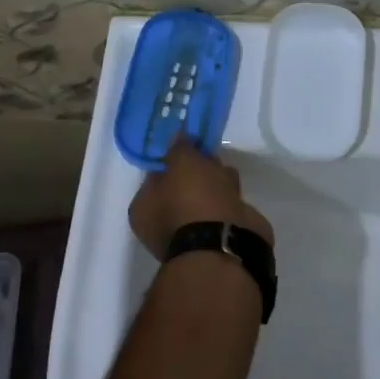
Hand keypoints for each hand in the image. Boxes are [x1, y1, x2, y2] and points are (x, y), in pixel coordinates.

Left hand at [129, 138, 274, 260]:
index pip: (157, 174)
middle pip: (181, 185)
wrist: (225, 241)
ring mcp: (189, 234)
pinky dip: (228, 199)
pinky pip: (220, 209)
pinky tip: (236, 191)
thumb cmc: (193, 199)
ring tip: (226, 175)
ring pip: (203, 196)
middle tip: (210, 158)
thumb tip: (177, 136)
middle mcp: (161, 224)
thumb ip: (179, 146)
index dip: (174, 156)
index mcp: (143, 209)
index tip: (191, 143)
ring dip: (215, 182)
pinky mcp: (215, 239)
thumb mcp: (182, 161)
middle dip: (198, 170)